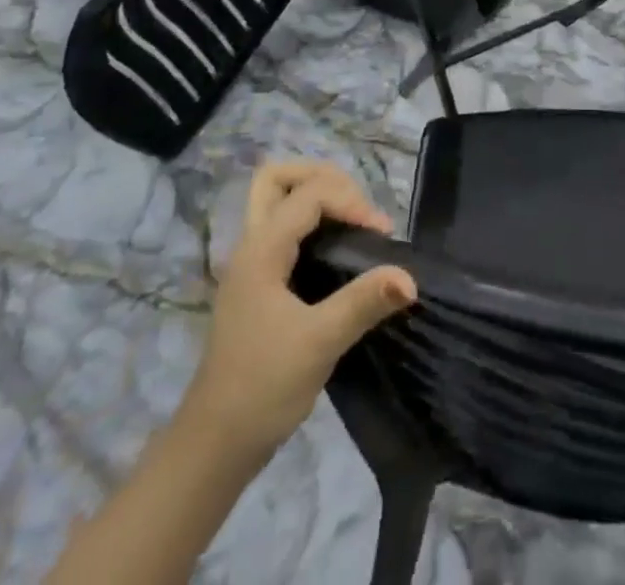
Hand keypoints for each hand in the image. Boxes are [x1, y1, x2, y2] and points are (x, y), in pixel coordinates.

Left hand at [178, 161, 415, 467]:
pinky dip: (312, 222)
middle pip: (278, 177)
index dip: (351, 201)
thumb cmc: (262, 389)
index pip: (309, 193)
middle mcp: (252, 245)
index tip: (382, 235)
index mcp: (261, 249)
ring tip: (353, 222)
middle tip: (358, 209)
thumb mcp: (319, 343)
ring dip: (316, 196)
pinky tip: (338, 249)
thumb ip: (364, 302)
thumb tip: (410, 278)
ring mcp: (251, 264)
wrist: (214, 447)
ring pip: (276, 200)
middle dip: (323, 178)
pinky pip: (283, 227)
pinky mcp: (258, 284)